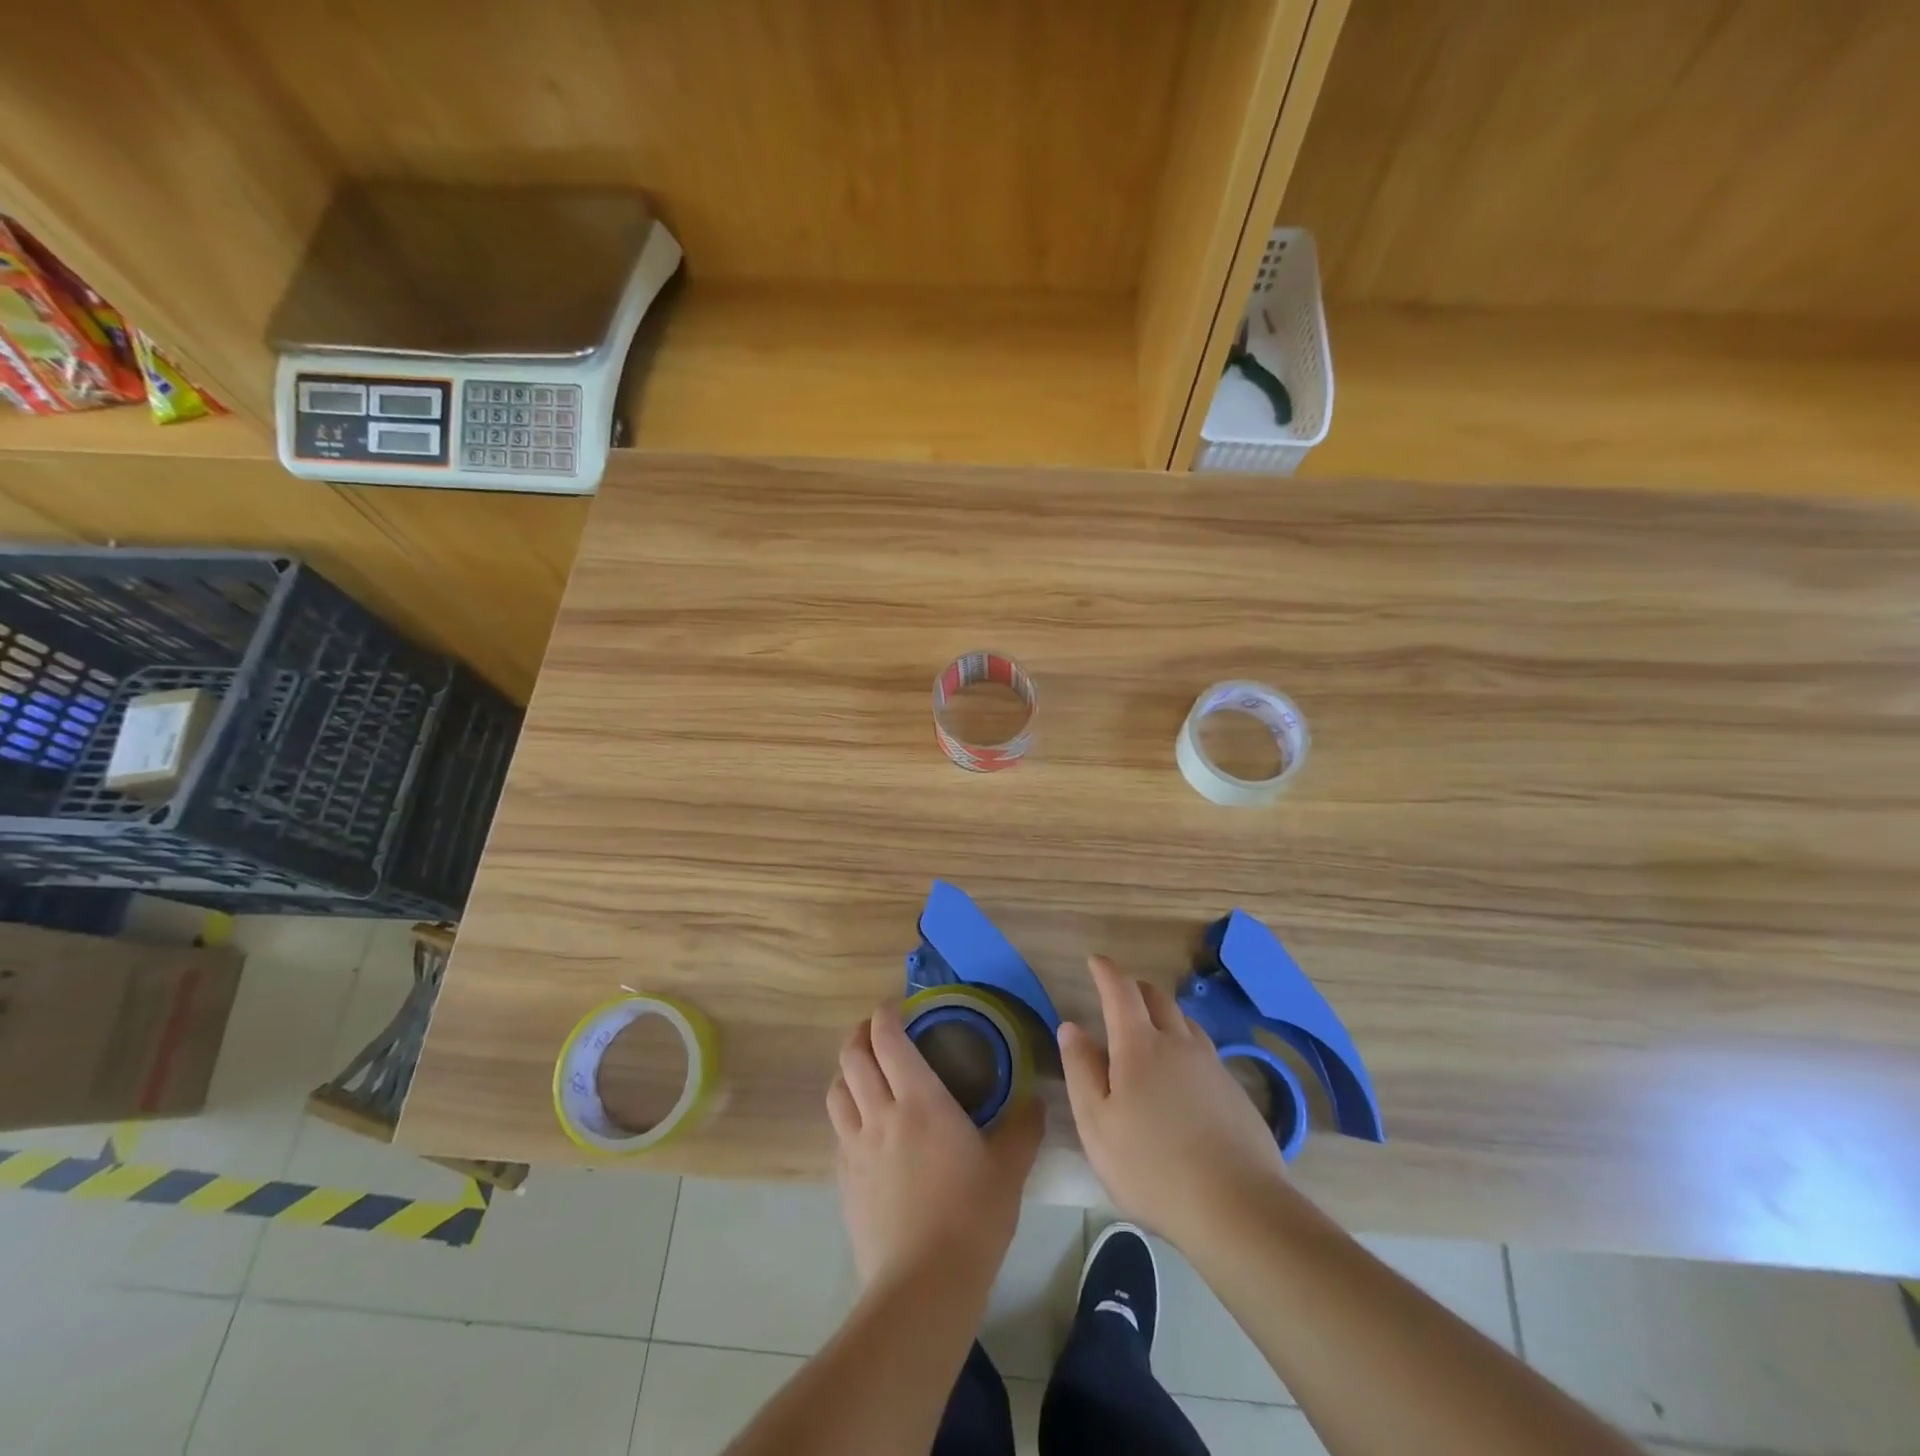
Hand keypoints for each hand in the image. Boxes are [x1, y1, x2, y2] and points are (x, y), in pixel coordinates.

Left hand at [827, 1003, 1044, 1288]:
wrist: (923, 1286)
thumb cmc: (972, 1216)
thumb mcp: (1009, 1168)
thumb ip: (1024, 1127)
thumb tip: (1036, 1100)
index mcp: (920, 1100)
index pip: (888, 1040)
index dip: (885, 1016)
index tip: (895, 1007)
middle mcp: (880, 1113)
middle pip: (853, 1058)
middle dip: (860, 1035)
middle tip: (876, 1032)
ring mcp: (856, 1148)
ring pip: (837, 1092)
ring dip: (847, 1073)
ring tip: (864, 1074)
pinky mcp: (844, 1180)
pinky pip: (838, 1132)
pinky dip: (847, 1115)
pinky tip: (864, 1129)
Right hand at [1059, 954, 1286, 1248]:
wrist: (1237, 1207)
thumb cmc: (1152, 1167)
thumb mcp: (1097, 1124)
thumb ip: (1081, 1070)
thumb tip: (1070, 1026)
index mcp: (1139, 1046)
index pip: (1121, 992)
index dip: (1106, 972)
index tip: (1096, 961)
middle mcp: (1179, 1044)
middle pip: (1158, 998)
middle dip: (1136, 988)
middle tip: (1121, 994)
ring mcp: (1212, 1066)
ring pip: (1186, 1022)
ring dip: (1165, 1015)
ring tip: (1152, 1030)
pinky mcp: (1235, 1092)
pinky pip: (1205, 1051)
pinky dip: (1186, 1045)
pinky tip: (1184, 1075)